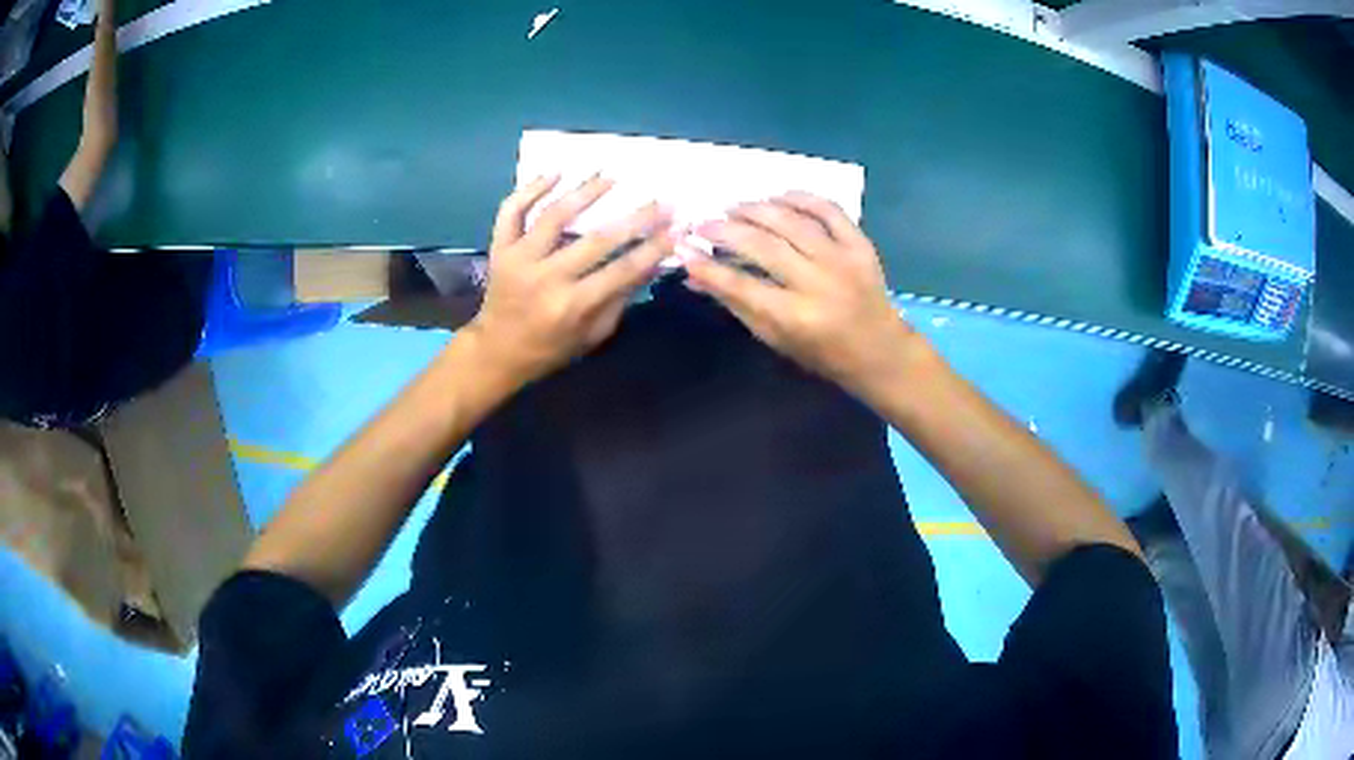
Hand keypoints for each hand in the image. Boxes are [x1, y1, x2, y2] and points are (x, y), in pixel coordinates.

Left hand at [467, 175, 673, 387]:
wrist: (496, 351)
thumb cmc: (550, 347)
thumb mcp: (592, 334)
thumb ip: (620, 298)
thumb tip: (653, 263)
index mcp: (571, 306)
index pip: (621, 270)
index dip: (651, 248)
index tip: (675, 229)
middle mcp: (546, 278)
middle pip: (596, 240)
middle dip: (634, 218)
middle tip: (659, 200)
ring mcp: (519, 259)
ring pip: (554, 216)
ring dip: (585, 192)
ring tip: (610, 175)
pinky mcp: (500, 248)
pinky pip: (512, 212)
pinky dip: (529, 189)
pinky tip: (555, 173)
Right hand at [682, 192, 921, 397]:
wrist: (879, 350)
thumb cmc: (822, 353)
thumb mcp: (775, 339)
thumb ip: (736, 304)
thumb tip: (695, 275)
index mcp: (796, 317)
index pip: (741, 286)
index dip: (708, 267)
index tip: (683, 250)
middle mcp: (819, 285)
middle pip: (764, 247)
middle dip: (726, 231)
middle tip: (703, 223)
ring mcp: (843, 261)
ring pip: (793, 222)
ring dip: (757, 209)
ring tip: (734, 207)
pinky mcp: (860, 245)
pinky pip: (830, 210)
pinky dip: (802, 198)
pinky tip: (778, 195)